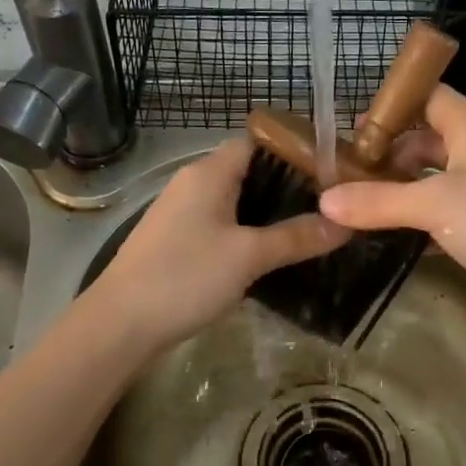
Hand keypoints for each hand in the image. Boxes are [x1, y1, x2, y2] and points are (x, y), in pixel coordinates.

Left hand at [85, 137, 348, 351]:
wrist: (120, 324)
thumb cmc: (185, 277)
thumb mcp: (249, 256)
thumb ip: (297, 237)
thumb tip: (346, 223)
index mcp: (210, 172)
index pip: (258, 141)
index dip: (295, 149)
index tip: (332, 169)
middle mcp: (194, 182)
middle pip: (249, 170)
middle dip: (289, 185)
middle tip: (330, 204)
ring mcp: (182, 212)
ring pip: (235, 199)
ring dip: (269, 211)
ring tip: (310, 227)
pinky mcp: (176, 239)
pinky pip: (222, 223)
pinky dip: (248, 231)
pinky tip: (270, 254)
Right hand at [318, 86, 465, 335]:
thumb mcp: (437, 204)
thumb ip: (379, 201)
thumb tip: (324, 200)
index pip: (428, 96)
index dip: (392, 105)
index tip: (350, 128)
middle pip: (425, 139)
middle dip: (387, 153)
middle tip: (343, 175)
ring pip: (431, 179)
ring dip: (397, 189)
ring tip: (353, 205)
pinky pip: (441, 213)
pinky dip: (414, 219)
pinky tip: (384, 235)